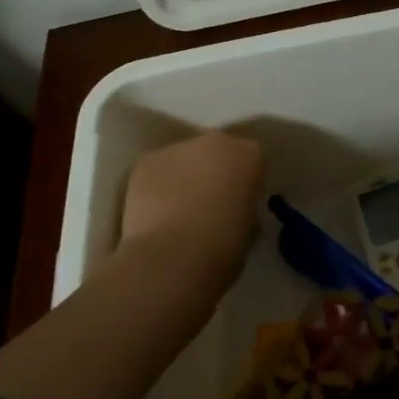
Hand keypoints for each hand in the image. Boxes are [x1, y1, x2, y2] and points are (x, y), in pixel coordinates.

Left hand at [120, 129, 263, 293]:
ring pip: (184, 160)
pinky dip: (157, 188)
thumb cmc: (223, 245)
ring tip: (178, 213)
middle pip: (217, 152)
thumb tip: (233, 209)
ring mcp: (177, 149)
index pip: (253, 160)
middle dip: (214, 172)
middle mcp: (215, 142)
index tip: (241, 203)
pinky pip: (157, 172)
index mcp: (249, 155)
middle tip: (210, 204)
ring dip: (184, 178)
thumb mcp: (249, 228)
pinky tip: (155, 215)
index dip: (246, 182)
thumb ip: (244, 207)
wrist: (172, 255)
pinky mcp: (146, 162)